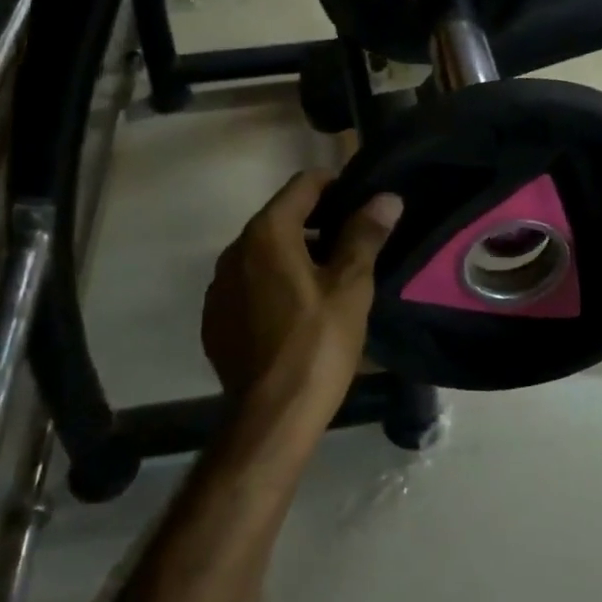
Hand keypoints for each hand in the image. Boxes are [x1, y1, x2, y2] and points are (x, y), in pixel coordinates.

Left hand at [201, 171, 402, 424]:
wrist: (272, 416)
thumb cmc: (317, 343)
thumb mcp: (350, 287)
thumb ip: (364, 235)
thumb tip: (386, 198)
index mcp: (267, 233)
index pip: (303, 185)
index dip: (335, 185)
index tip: (361, 201)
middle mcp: (234, 250)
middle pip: (281, 217)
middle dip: (317, 222)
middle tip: (354, 243)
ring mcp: (219, 286)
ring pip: (264, 252)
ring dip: (295, 253)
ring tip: (330, 278)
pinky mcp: (215, 318)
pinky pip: (249, 284)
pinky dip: (273, 283)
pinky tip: (297, 311)